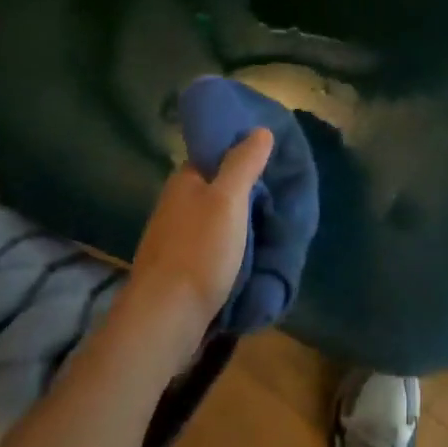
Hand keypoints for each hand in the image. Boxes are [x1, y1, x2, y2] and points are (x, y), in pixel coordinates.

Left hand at [124, 129, 273, 364]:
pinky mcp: (180, 267)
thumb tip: (259, 130)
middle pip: (217, 186)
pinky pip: (213, 244)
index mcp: (184, 180)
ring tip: (274, 221)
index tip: (273, 156)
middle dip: (246, 188)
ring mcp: (176, 237)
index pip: (215, 153)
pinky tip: (253, 251)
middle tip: (282, 192)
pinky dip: (233, 244)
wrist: (166, 317)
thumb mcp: (228, 199)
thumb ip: (243, 163)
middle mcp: (176, 203)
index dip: (242, 151)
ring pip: (216, 217)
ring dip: (240, 219)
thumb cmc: (199, 250)